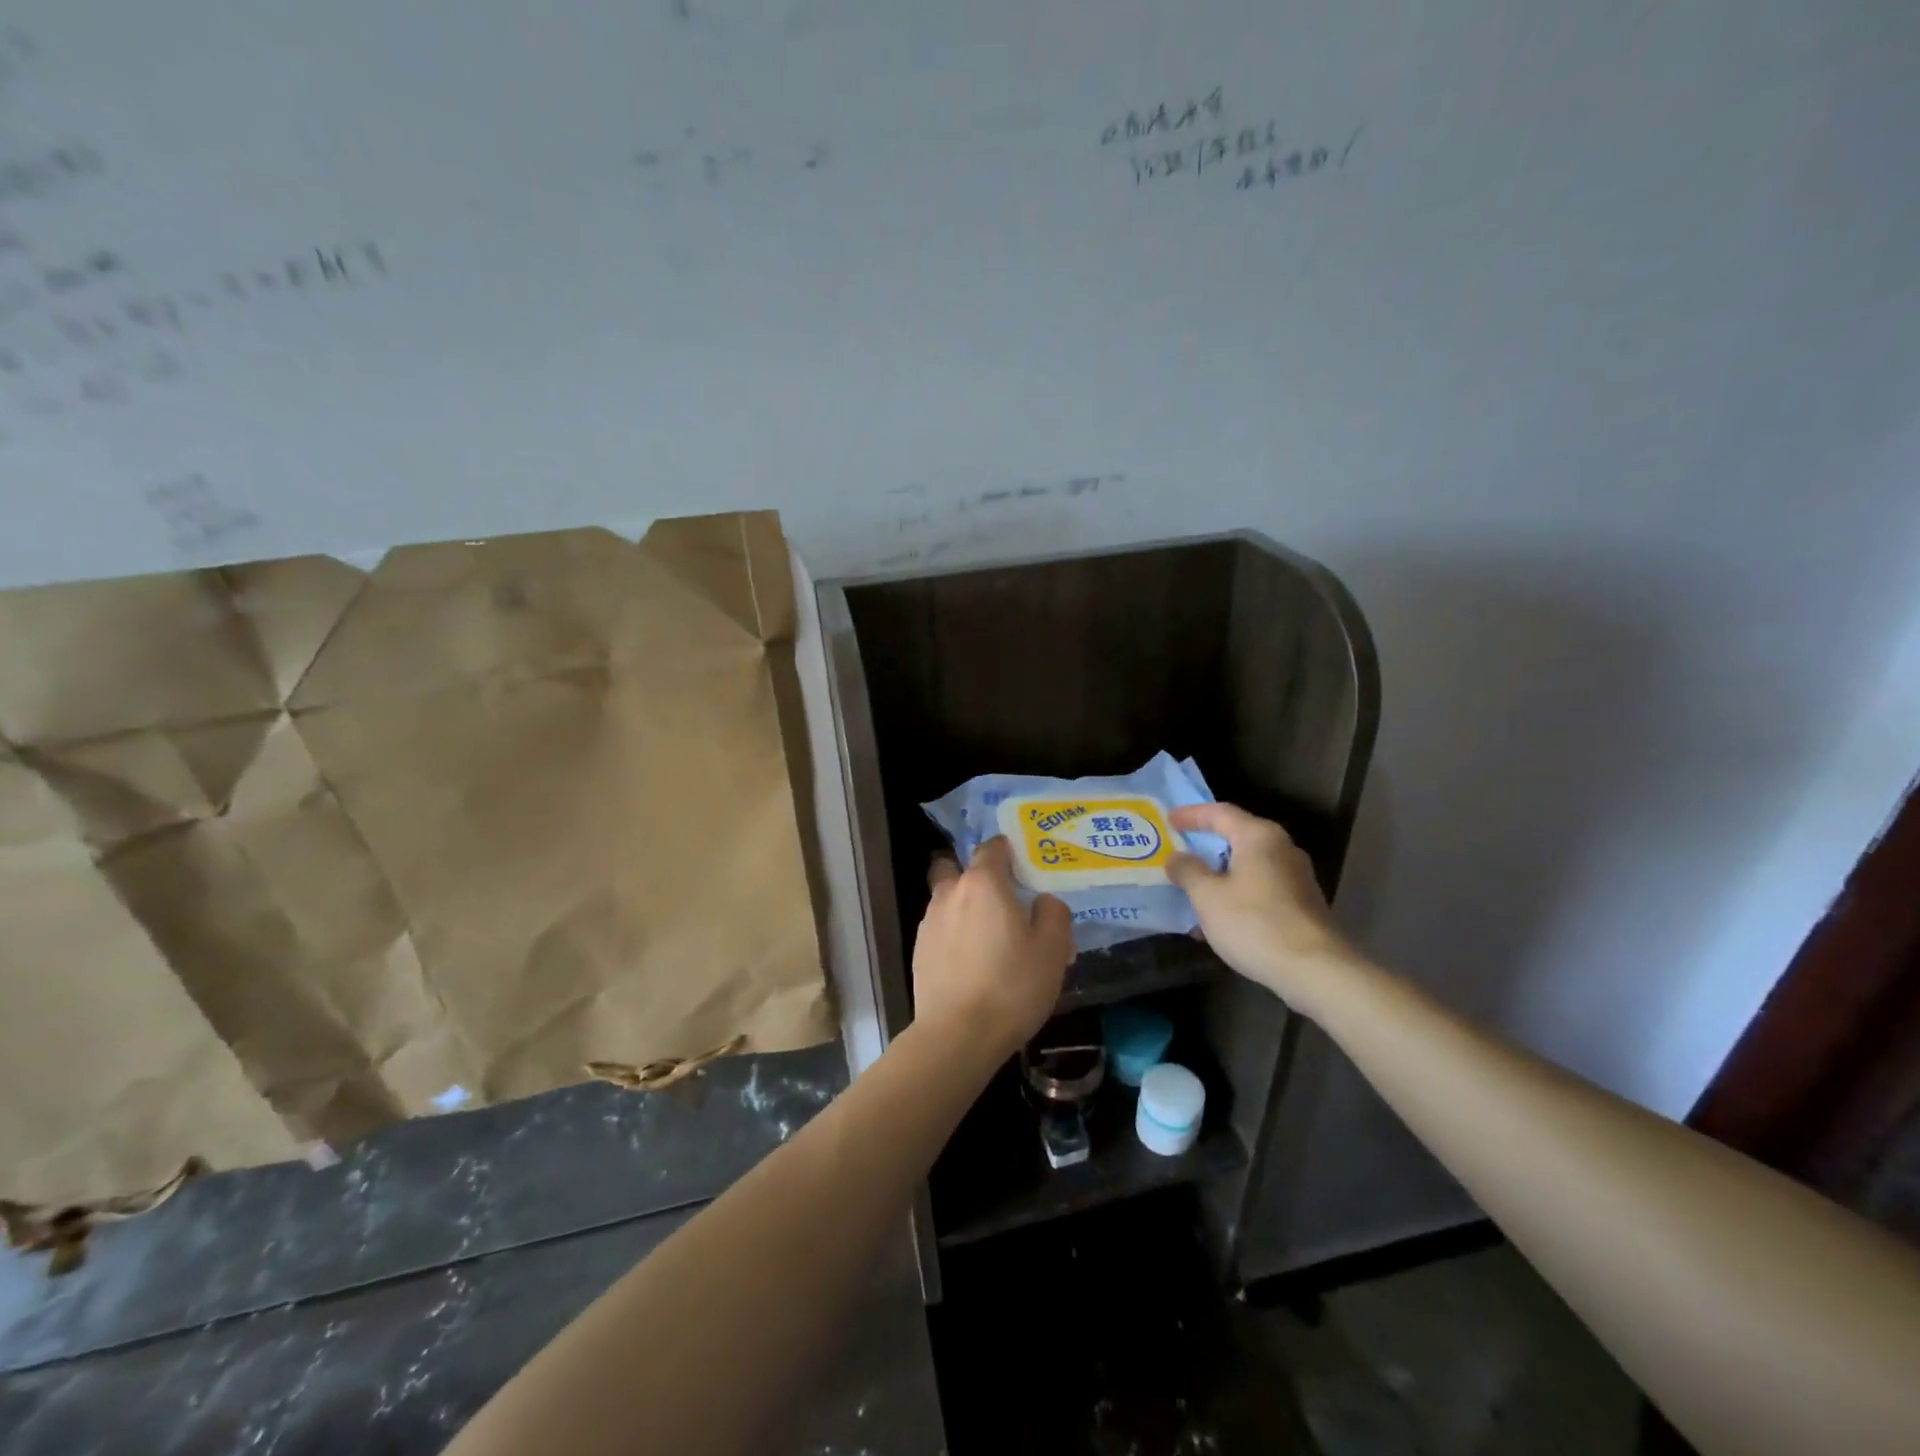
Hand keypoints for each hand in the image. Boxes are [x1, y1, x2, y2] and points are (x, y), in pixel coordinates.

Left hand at [915, 837, 1074, 1059]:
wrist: (958, 1035)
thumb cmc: (1011, 986)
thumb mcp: (1052, 950)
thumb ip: (1053, 914)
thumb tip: (1043, 901)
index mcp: (983, 883)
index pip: (992, 848)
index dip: (1008, 851)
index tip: (1023, 866)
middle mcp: (950, 893)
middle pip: (958, 869)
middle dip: (975, 877)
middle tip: (1001, 900)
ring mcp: (929, 922)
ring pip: (947, 900)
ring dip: (964, 909)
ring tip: (989, 939)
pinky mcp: (918, 951)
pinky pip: (940, 930)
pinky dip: (954, 936)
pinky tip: (971, 963)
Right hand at [1167, 802, 1352, 1006]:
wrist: (1316, 971)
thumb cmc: (1255, 924)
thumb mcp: (1208, 897)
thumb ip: (1188, 871)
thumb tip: (1177, 858)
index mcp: (1259, 837)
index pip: (1220, 813)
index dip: (1191, 815)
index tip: (1168, 820)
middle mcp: (1281, 848)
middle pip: (1236, 836)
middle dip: (1205, 845)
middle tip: (1177, 851)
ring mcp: (1295, 877)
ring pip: (1247, 865)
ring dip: (1218, 874)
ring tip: (1191, 888)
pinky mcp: (1301, 903)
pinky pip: (1259, 887)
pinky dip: (1235, 893)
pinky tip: (1216, 917)